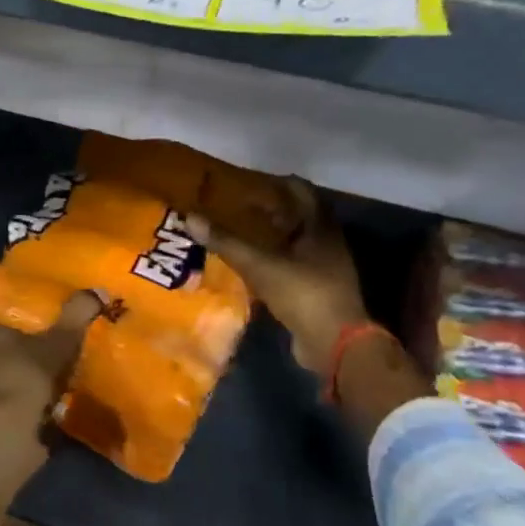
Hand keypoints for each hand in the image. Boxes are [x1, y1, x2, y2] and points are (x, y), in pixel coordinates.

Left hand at [0, 289, 104, 425]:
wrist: (8, 431)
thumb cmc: (27, 374)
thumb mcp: (59, 340)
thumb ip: (77, 315)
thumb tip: (99, 290)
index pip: (8, 323)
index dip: (32, 327)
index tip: (56, 332)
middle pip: (13, 353)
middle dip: (36, 357)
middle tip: (67, 356)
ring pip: (16, 380)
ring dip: (37, 384)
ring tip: (69, 382)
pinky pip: (20, 405)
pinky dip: (37, 406)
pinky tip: (60, 408)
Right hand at [186, 179, 367, 375]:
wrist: (334, 343)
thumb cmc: (302, 292)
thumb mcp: (259, 265)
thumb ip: (226, 241)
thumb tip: (190, 218)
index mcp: (321, 226)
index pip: (300, 189)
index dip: (274, 182)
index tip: (244, 183)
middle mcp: (327, 240)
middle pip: (297, 214)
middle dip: (268, 209)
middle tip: (234, 207)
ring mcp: (325, 266)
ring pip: (294, 240)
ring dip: (269, 235)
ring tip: (237, 233)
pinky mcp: (316, 288)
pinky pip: (291, 264)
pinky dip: (272, 259)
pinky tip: (248, 264)